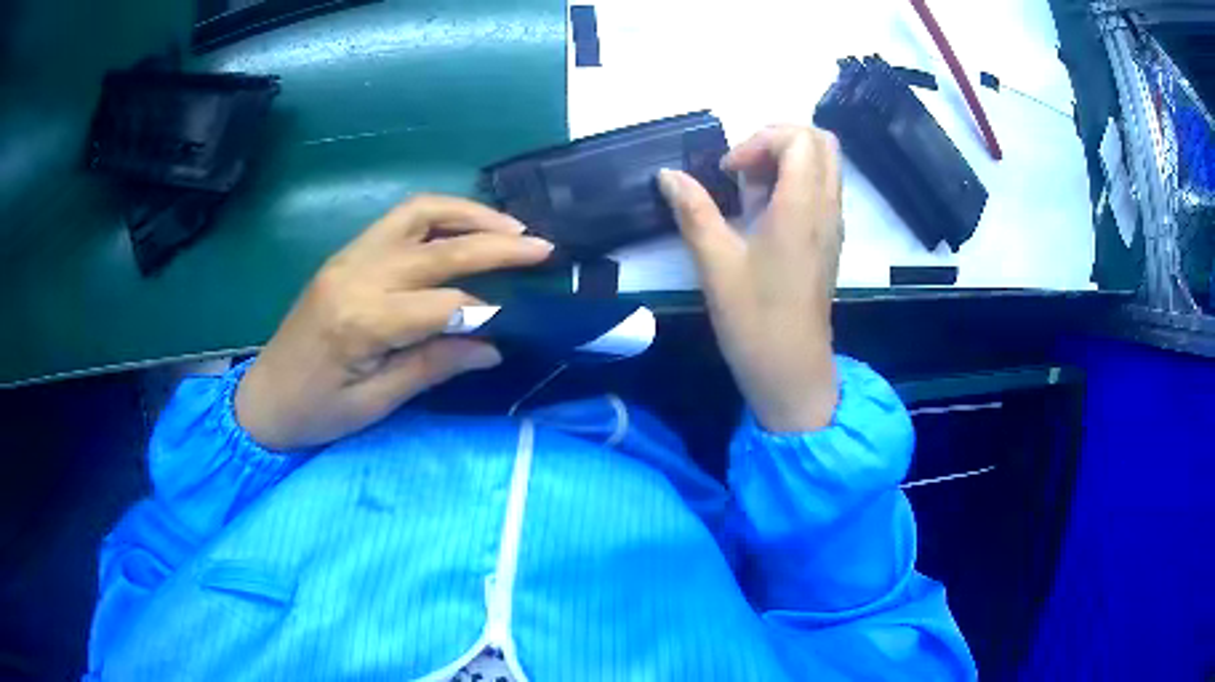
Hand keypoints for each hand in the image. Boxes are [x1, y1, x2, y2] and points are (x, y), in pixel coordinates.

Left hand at [235, 195, 553, 449]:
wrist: (263, 398)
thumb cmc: (315, 412)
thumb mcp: (374, 404)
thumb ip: (432, 366)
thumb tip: (492, 345)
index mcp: (360, 322)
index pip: (442, 305)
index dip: (487, 311)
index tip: (522, 320)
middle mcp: (356, 275)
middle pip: (438, 247)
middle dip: (496, 244)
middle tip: (543, 247)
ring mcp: (348, 257)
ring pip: (418, 214)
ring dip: (468, 214)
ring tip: (510, 226)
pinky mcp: (346, 254)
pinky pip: (399, 220)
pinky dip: (440, 216)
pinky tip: (464, 228)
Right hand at [659, 125, 841, 432]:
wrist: (792, 370)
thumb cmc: (755, 319)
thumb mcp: (715, 263)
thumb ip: (693, 210)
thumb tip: (667, 174)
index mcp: (802, 207)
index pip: (799, 138)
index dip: (760, 139)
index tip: (729, 170)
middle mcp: (826, 208)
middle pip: (821, 141)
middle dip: (777, 139)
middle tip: (742, 166)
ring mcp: (832, 224)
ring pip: (823, 164)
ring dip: (786, 161)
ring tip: (749, 190)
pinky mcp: (828, 241)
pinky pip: (821, 190)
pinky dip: (795, 182)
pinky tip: (762, 213)